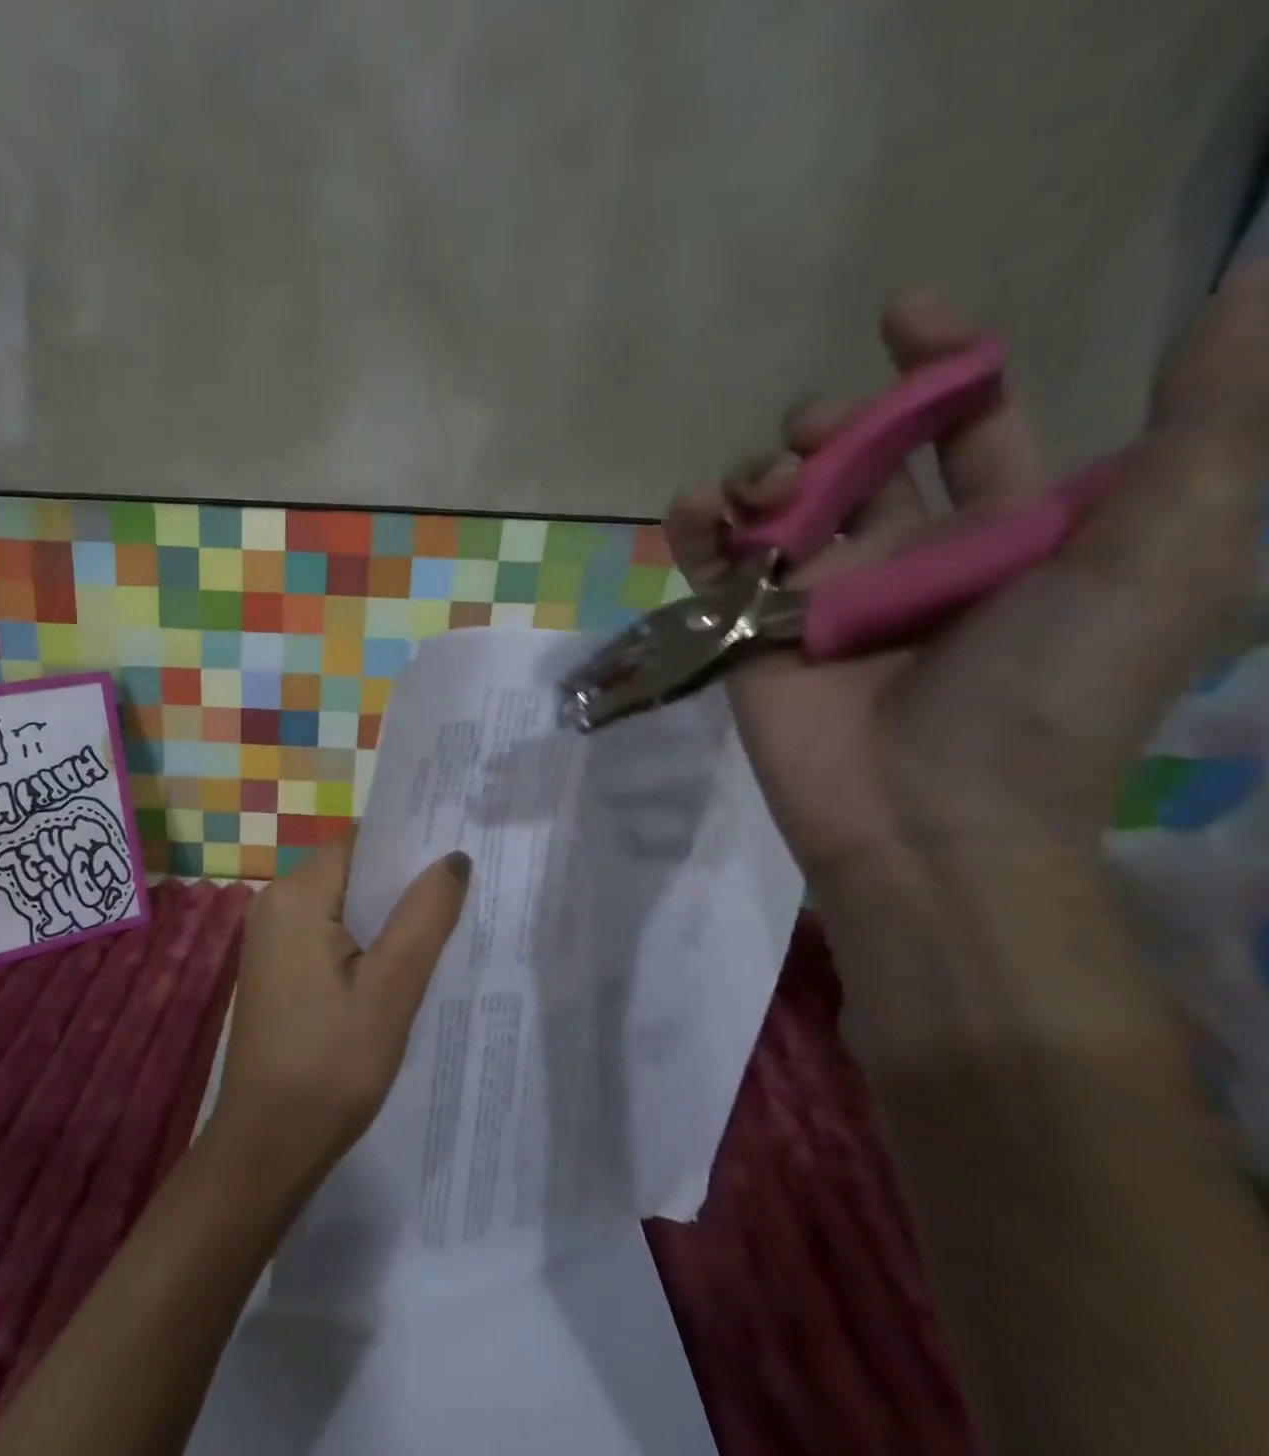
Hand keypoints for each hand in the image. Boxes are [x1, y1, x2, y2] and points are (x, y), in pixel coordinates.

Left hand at [210, 834, 470, 1192]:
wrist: (267, 1144)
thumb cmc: (332, 1065)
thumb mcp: (391, 989)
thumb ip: (424, 916)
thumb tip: (452, 857)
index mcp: (296, 896)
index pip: (360, 843)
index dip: (407, 845)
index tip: (456, 855)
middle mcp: (273, 903)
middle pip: (349, 870)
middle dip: (400, 881)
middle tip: (461, 894)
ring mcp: (269, 936)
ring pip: (339, 902)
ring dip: (384, 913)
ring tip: (441, 925)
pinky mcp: (274, 965)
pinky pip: (324, 930)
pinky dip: (361, 937)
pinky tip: (397, 962)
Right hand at [666, 267, 1268, 887]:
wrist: (925, 816)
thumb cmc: (1045, 693)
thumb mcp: (1160, 555)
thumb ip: (1207, 425)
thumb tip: (1255, 277)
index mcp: (1000, 534)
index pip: (967, 427)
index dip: (943, 364)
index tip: (903, 315)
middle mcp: (902, 557)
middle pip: (856, 458)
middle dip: (835, 422)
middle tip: (820, 432)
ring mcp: (814, 597)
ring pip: (774, 504)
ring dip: (761, 470)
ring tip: (766, 489)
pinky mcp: (745, 631)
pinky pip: (711, 562)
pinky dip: (696, 525)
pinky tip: (695, 509)